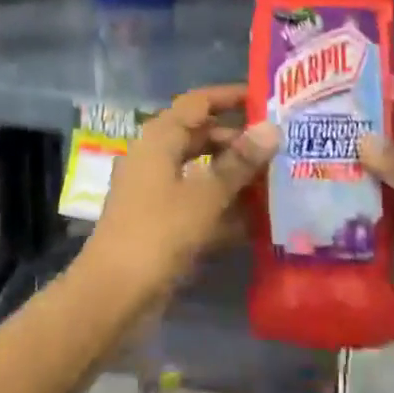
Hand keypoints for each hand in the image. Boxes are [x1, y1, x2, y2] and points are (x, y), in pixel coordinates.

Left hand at [81, 85, 278, 303]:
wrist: (113, 295)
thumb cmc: (158, 233)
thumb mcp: (205, 196)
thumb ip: (239, 163)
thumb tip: (272, 127)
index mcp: (159, 139)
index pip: (197, 103)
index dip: (229, 97)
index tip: (265, 98)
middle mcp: (155, 158)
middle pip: (200, 136)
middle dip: (238, 140)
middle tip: (280, 144)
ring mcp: (156, 191)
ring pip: (201, 171)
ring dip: (234, 175)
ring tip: (277, 179)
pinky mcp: (161, 222)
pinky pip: (197, 202)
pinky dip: (223, 206)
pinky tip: (258, 219)